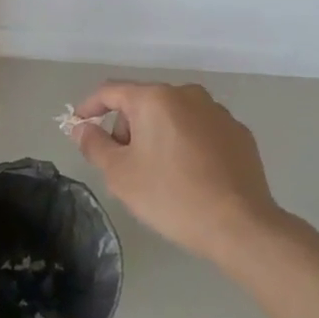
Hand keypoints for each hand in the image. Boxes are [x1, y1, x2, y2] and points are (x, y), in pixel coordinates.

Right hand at [68, 81, 288, 264]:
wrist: (240, 226)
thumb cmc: (171, 195)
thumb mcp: (120, 174)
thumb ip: (94, 145)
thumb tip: (82, 128)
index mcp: (155, 98)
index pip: (111, 91)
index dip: (89, 107)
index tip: (78, 126)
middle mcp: (187, 94)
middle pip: (143, 103)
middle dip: (127, 128)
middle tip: (123, 165)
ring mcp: (218, 112)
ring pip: (173, 116)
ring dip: (157, 135)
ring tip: (158, 173)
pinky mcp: (239, 134)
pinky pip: (200, 130)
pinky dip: (185, 144)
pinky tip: (189, 175)